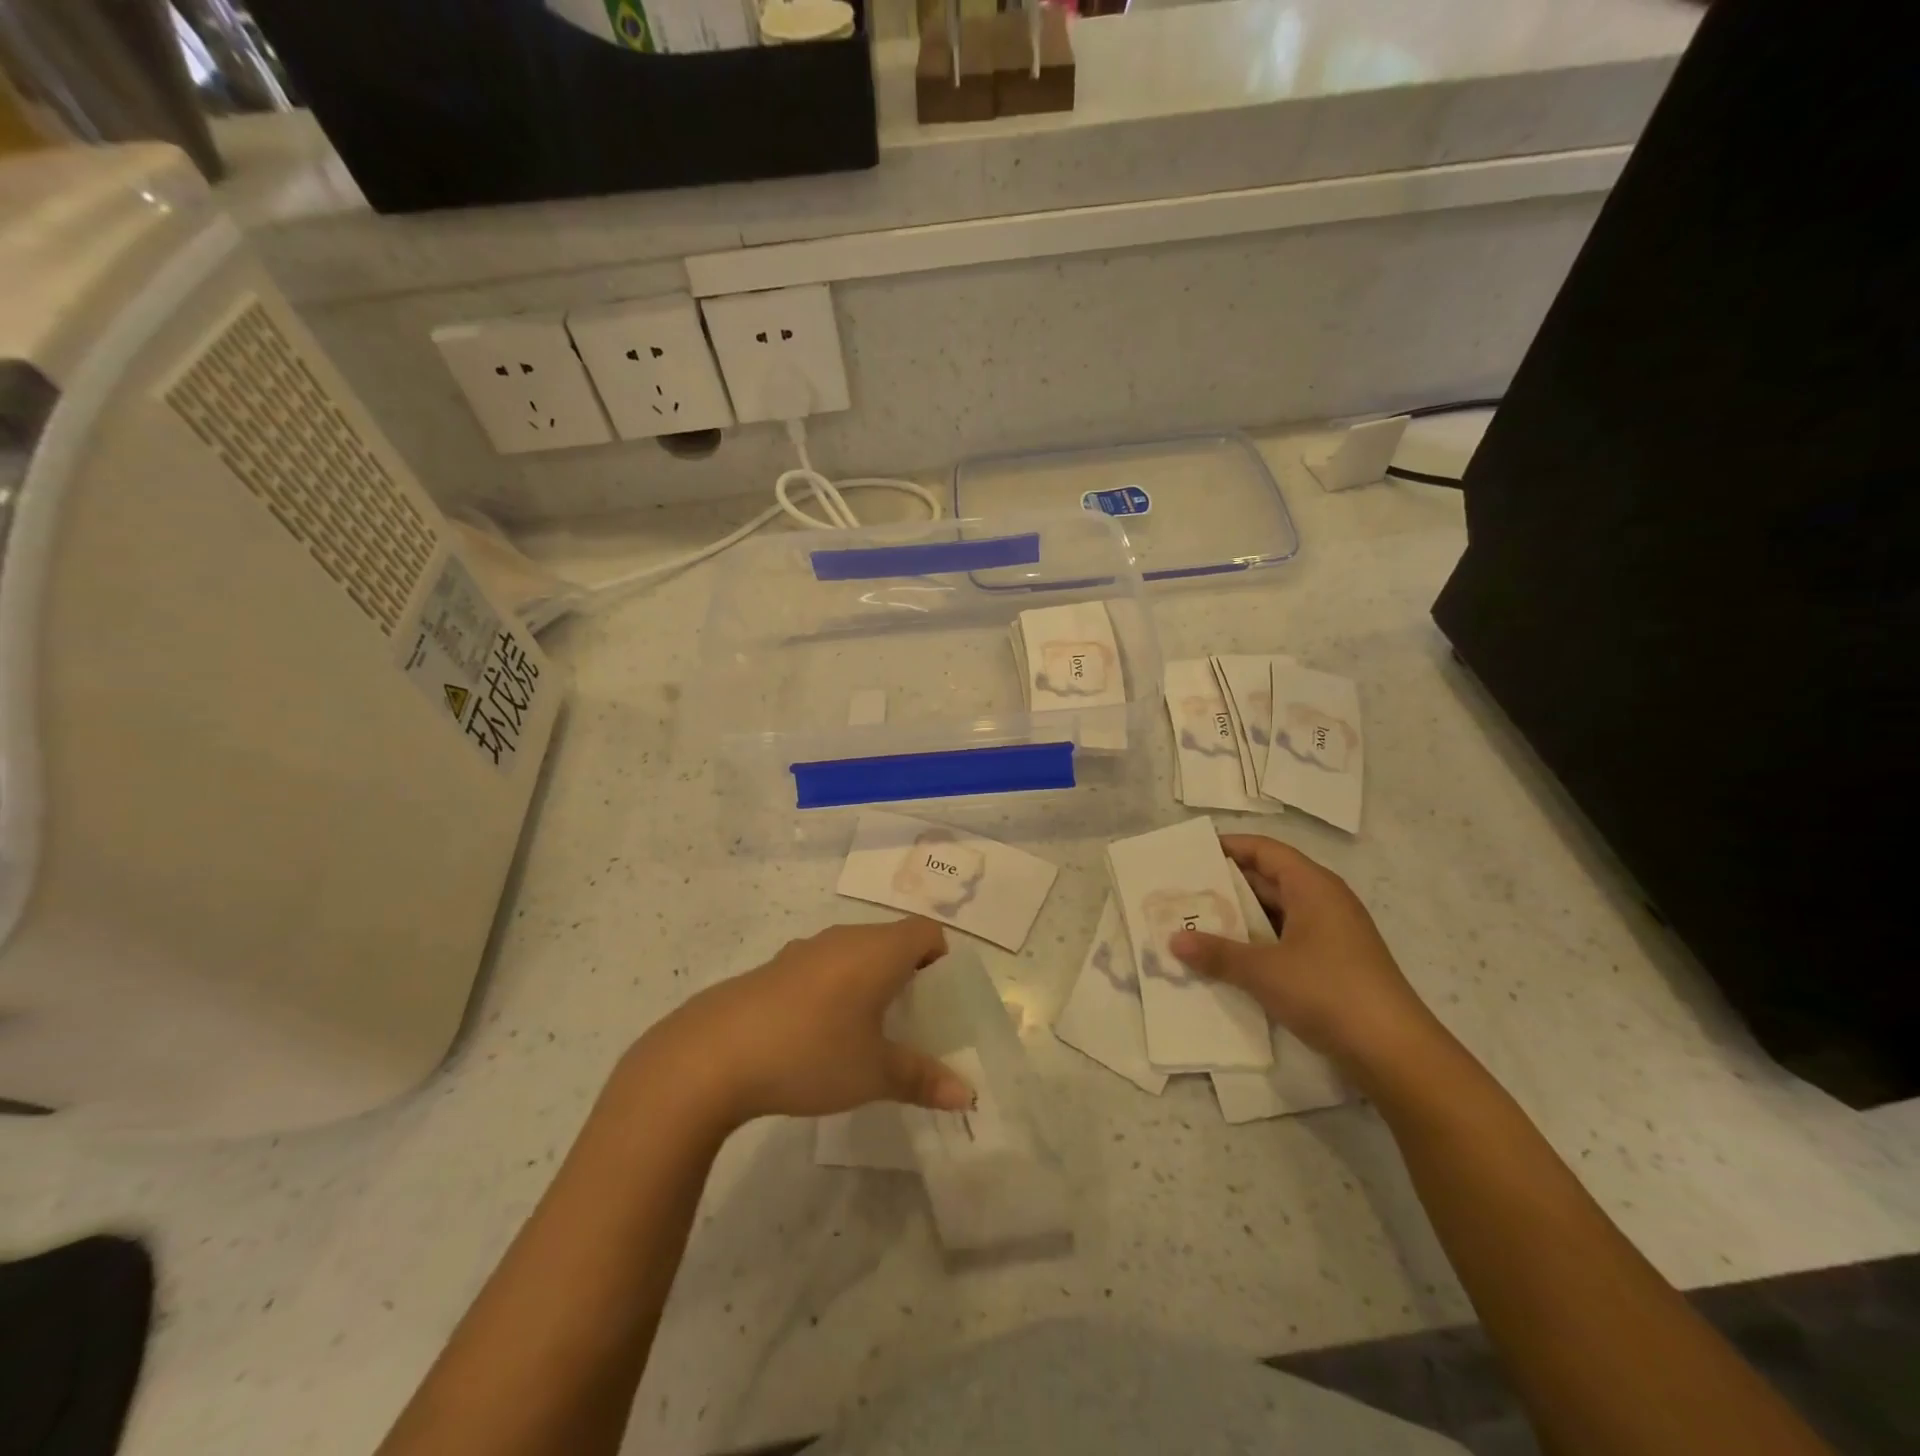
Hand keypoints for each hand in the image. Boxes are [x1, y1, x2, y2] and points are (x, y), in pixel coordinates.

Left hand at [636, 917, 973, 1128]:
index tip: (940, 1000)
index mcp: (878, 950)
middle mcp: (844, 938)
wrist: (713, 1055)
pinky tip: (817, 1036)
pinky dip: (834, 989)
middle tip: (912, 1022)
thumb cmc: (811, 1052)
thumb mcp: (873, 1073)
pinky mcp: (774, 969)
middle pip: (891, 940)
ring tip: (868, 1032)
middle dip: (908, 975)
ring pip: (854, 954)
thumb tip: (968, 1095)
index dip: (942, 959)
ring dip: (869, 982)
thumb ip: (922, 1079)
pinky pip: (821, 968)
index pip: (926, 932)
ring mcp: (804, 950)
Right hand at [1169, 835, 1445, 1080]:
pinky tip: (1228, 960)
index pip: (1265, 850)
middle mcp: (1324, 902)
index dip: (1229, 847)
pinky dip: (1257, 944)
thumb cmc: (1328, 992)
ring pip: (1276, 913)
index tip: (1191, 854)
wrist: (1394, 1052)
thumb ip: (1217, 953)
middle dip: (1226, 886)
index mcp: (1313, 887)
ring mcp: (1331, 935)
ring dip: (1239, 919)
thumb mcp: (1264, 971)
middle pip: (1268, 879)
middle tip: (1183, 893)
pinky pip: (1285, 940)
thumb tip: (1174, 940)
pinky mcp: (1333, 965)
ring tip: (1196, 925)